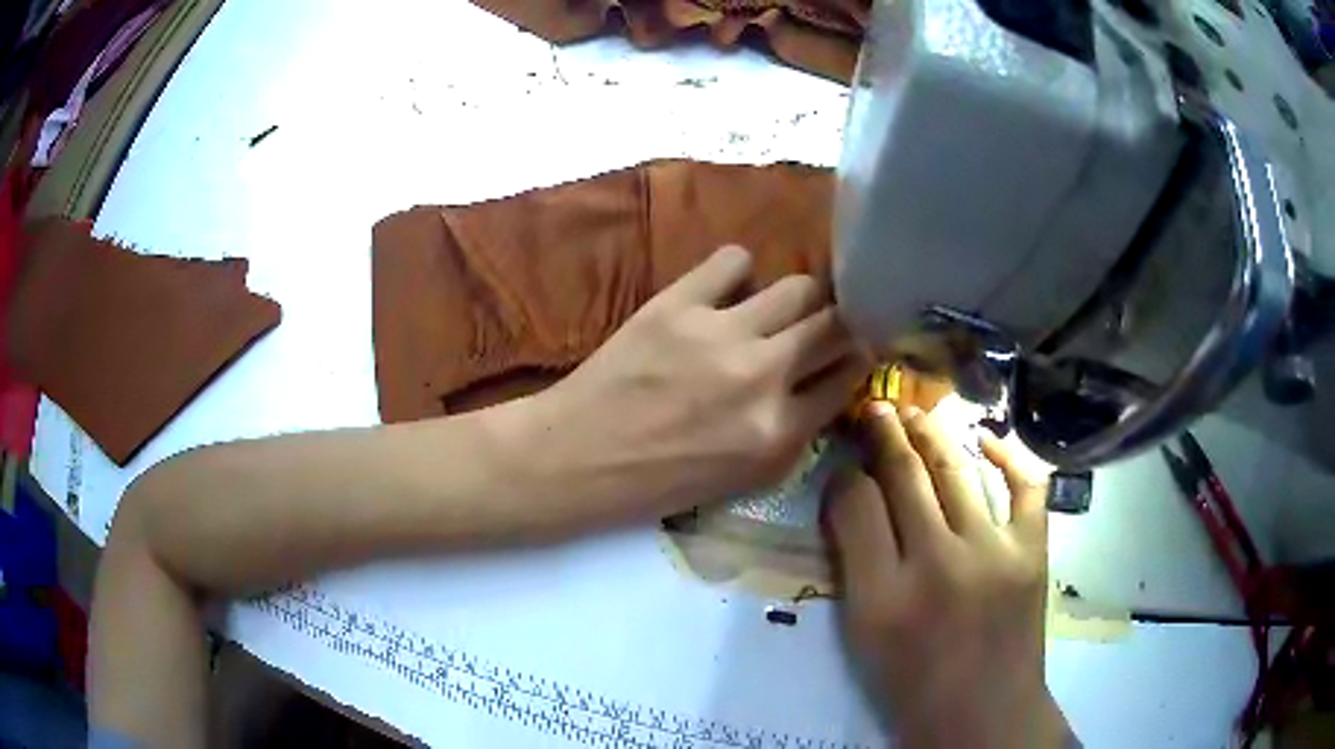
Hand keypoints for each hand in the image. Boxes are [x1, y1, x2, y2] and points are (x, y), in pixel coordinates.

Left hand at [521, 245, 869, 521]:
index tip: (853, 348)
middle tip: (822, 325)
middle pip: (836, 323)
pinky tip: (725, 292)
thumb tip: (827, 381)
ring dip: (797, 298)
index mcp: (779, 432)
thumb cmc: (659, 481)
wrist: (579, 456)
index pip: (849, 374)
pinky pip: (734, 260)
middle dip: (840, 322)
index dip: (856, 356)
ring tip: (774, 310)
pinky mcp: (678, 303)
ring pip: (798, 286)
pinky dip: (739, 273)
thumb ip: (795, 433)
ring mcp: (721, 334)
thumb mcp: (744, 478)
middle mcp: (763, 377)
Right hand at [825, 403, 1068, 748]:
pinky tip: (987, 438)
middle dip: (883, 433)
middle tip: (874, 407)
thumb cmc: (913, 683)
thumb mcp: (864, 634)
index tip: (844, 465)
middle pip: (905, 475)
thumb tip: (850, 501)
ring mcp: (993, 551)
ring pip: (956, 469)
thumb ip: (854, 565)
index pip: (855, 504)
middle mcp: (937, 563)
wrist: (984, 713)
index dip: (845, 474)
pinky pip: (1024, 484)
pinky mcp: (1032, 550)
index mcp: (881, 595)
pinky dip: (1007, 453)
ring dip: (931, 433)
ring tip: (914, 413)